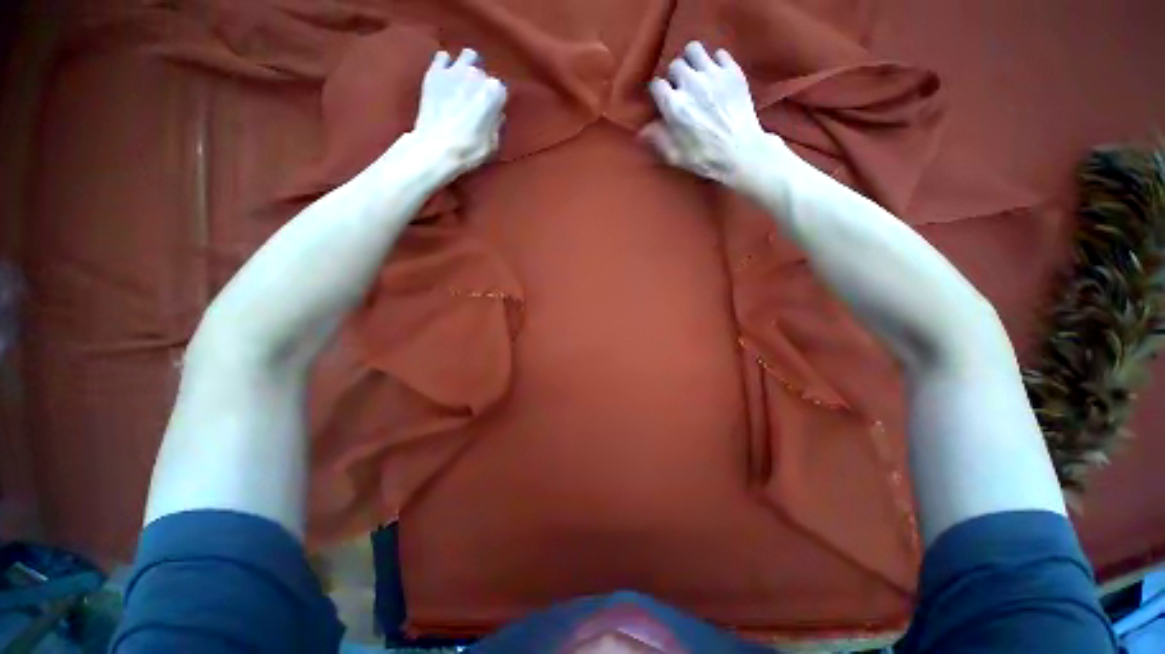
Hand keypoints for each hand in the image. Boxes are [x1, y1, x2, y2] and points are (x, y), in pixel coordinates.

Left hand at [412, 48, 506, 179]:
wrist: (436, 148)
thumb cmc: (469, 150)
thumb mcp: (493, 144)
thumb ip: (496, 124)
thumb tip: (496, 114)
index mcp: (494, 92)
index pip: (500, 90)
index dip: (496, 102)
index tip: (491, 112)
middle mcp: (476, 75)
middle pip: (483, 74)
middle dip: (481, 85)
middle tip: (475, 100)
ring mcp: (454, 70)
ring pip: (468, 56)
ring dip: (468, 67)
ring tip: (464, 82)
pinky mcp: (434, 72)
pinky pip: (443, 57)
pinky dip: (446, 65)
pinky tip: (446, 77)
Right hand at [641, 42, 786, 187]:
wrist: (741, 152)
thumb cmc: (705, 158)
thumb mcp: (675, 155)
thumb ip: (657, 139)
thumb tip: (641, 130)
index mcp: (674, 106)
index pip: (656, 84)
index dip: (658, 92)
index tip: (662, 98)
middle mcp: (691, 84)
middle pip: (675, 65)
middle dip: (674, 76)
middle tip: (680, 88)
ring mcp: (713, 74)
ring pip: (694, 49)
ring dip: (691, 61)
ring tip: (695, 74)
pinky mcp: (732, 71)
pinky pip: (719, 53)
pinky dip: (715, 62)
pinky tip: (715, 77)